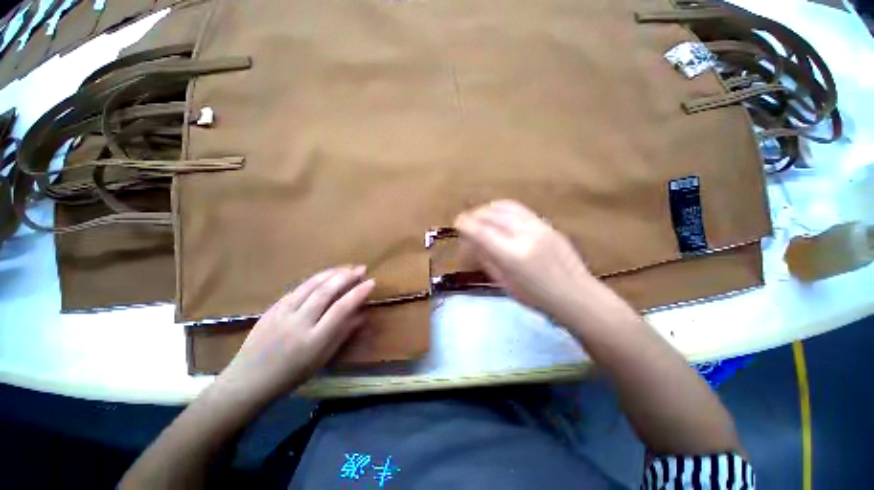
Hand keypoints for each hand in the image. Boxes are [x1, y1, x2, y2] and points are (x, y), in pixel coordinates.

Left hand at [214, 266, 373, 404]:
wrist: (248, 380)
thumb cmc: (291, 375)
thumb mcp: (322, 359)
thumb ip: (343, 333)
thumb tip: (363, 314)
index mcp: (314, 340)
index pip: (341, 309)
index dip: (358, 293)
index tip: (371, 282)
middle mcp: (298, 323)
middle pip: (325, 292)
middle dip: (346, 276)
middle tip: (361, 268)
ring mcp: (282, 313)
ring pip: (310, 285)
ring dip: (332, 273)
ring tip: (347, 267)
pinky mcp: (272, 308)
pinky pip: (297, 288)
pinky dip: (315, 279)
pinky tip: (325, 275)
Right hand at [455, 200, 600, 321]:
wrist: (575, 295)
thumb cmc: (536, 297)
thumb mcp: (504, 282)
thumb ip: (486, 259)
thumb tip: (471, 243)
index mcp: (512, 256)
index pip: (481, 232)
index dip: (465, 224)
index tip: (457, 223)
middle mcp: (525, 235)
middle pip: (492, 215)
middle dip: (474, 216)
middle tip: (468, 224)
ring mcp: (538, 226)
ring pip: (505, 207)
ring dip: (488, 209)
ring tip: (481, 217)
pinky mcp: (547, 224)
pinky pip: (519, 209)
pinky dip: (503, 210)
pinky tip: (499, 218)